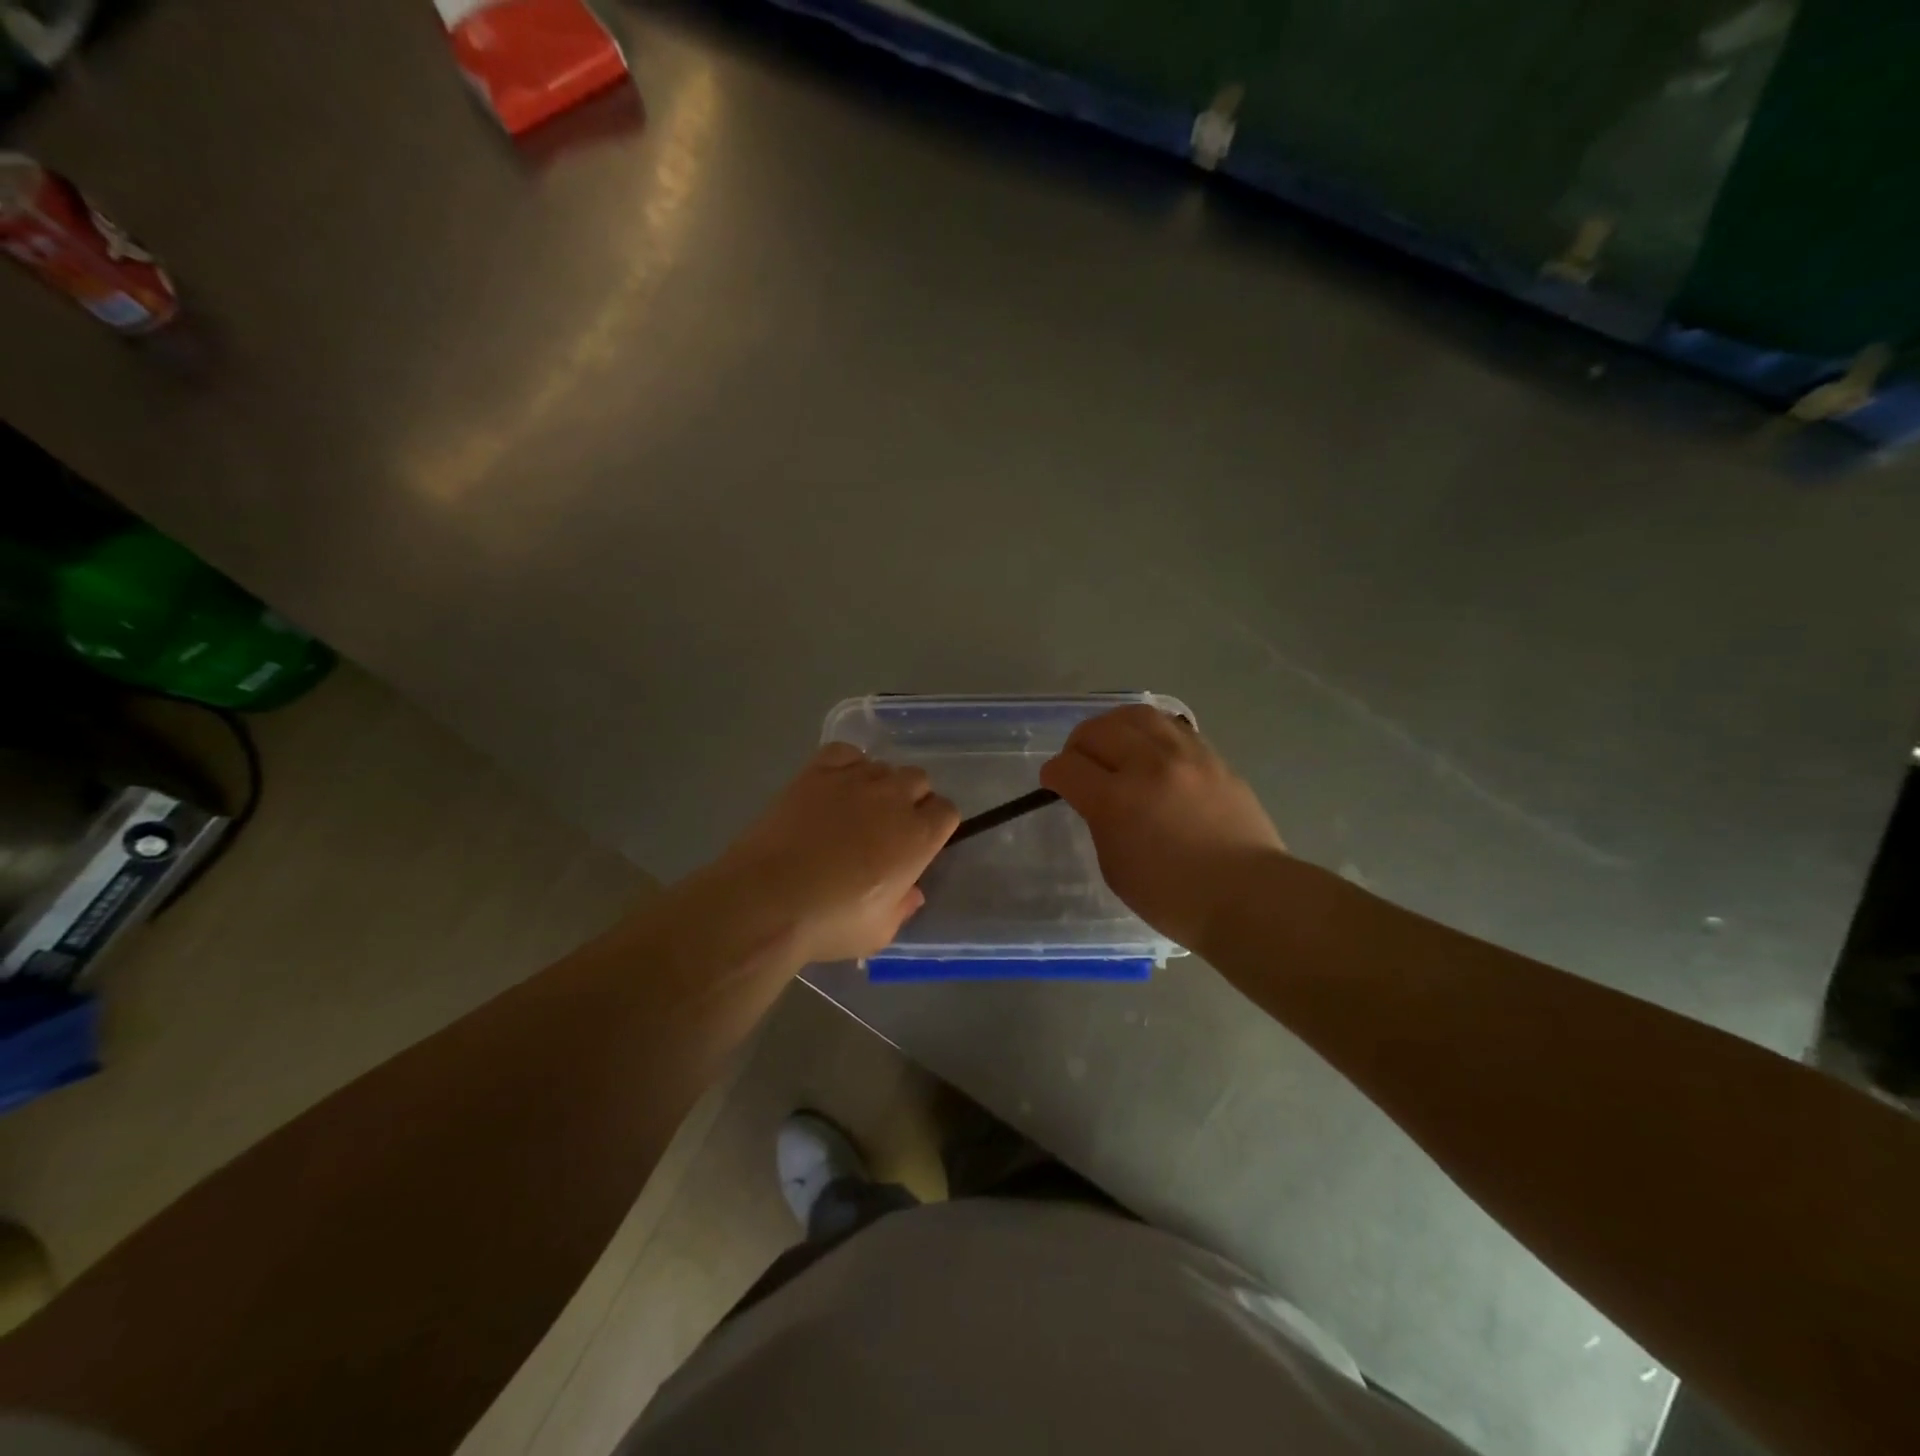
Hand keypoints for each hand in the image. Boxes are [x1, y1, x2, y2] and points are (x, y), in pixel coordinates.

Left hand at [714, 743, 959, 963]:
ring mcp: (854, 780)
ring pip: (882, 766)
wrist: (766, 899)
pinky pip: (845, 752)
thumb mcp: (879, 932)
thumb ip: (903, 907)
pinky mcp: (817, 772)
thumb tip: (912, 892)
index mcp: (918, 837)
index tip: (919, 843)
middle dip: (910, 799)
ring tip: (855, 809)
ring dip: (878, 784)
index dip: (935, 825)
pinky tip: (835, 787)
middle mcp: (893, 798)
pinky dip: (847, 764)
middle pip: (918, 780)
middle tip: (887, 827)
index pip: (947, 811)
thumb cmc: (829, 922)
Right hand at [1040, 705, 1284, 953]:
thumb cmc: (1173, 898)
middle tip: (1080, 762)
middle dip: (1078, 744)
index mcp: (1116, 800)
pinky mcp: (1213, 758)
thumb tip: (1100, 800)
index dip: (1053, 774)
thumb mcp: (1115, 867)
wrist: (1248, 895)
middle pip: (1098, 730)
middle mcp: (1148, 766)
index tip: (1054, 783)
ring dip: (1114, 726)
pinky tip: (1151, 750)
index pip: (1068, 767)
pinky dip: (1151, 732)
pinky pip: (1173, 727)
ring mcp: (1185, 756)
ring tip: (1114, 743)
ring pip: (1137, 715)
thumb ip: (1100, 822)